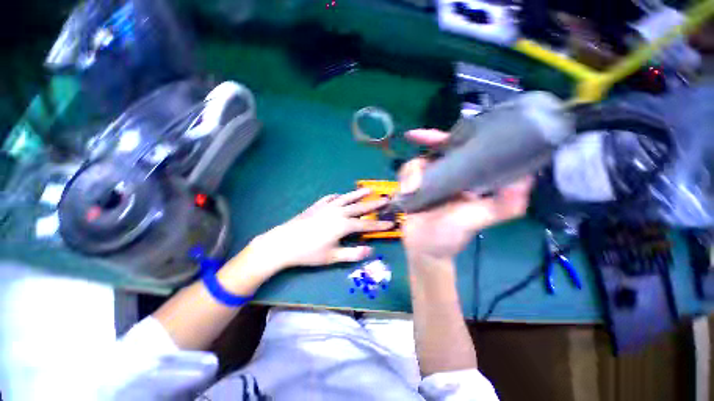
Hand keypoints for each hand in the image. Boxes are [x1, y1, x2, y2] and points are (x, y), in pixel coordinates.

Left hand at [253, 189, 393, 269]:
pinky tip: (340, 196)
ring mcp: (327, 207)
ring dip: (359, 194)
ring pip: (347, 198)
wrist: (284, 243)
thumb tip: (371, 251)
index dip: (380, 225)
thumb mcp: (333, 257)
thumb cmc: (310, 252)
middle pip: (360, 207)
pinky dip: (338, 196)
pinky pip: (331, 198)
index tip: (391, 223)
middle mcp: (338, 212)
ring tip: (369, 189)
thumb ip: (353, 254)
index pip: (367, 225)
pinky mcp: (317, 206)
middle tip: (386, 199)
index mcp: (344, 225)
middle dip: (375, 204)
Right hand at [400, 129, 532, 265]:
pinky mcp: (411, 187)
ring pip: (417, 161)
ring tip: (411, 190)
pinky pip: (404, 174)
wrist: (424, 249)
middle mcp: (447, 175)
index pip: (463, 150)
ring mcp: (427, 181)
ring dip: (411, 172)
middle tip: (413, 136)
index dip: (457, 136)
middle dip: (426, 141)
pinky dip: (403, 180)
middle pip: (437, 149)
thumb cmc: (451, 235)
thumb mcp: (479, 220)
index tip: (452, 126)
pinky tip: (404, 192)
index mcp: (467, 178)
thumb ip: (504, 206)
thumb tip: (527, 179)